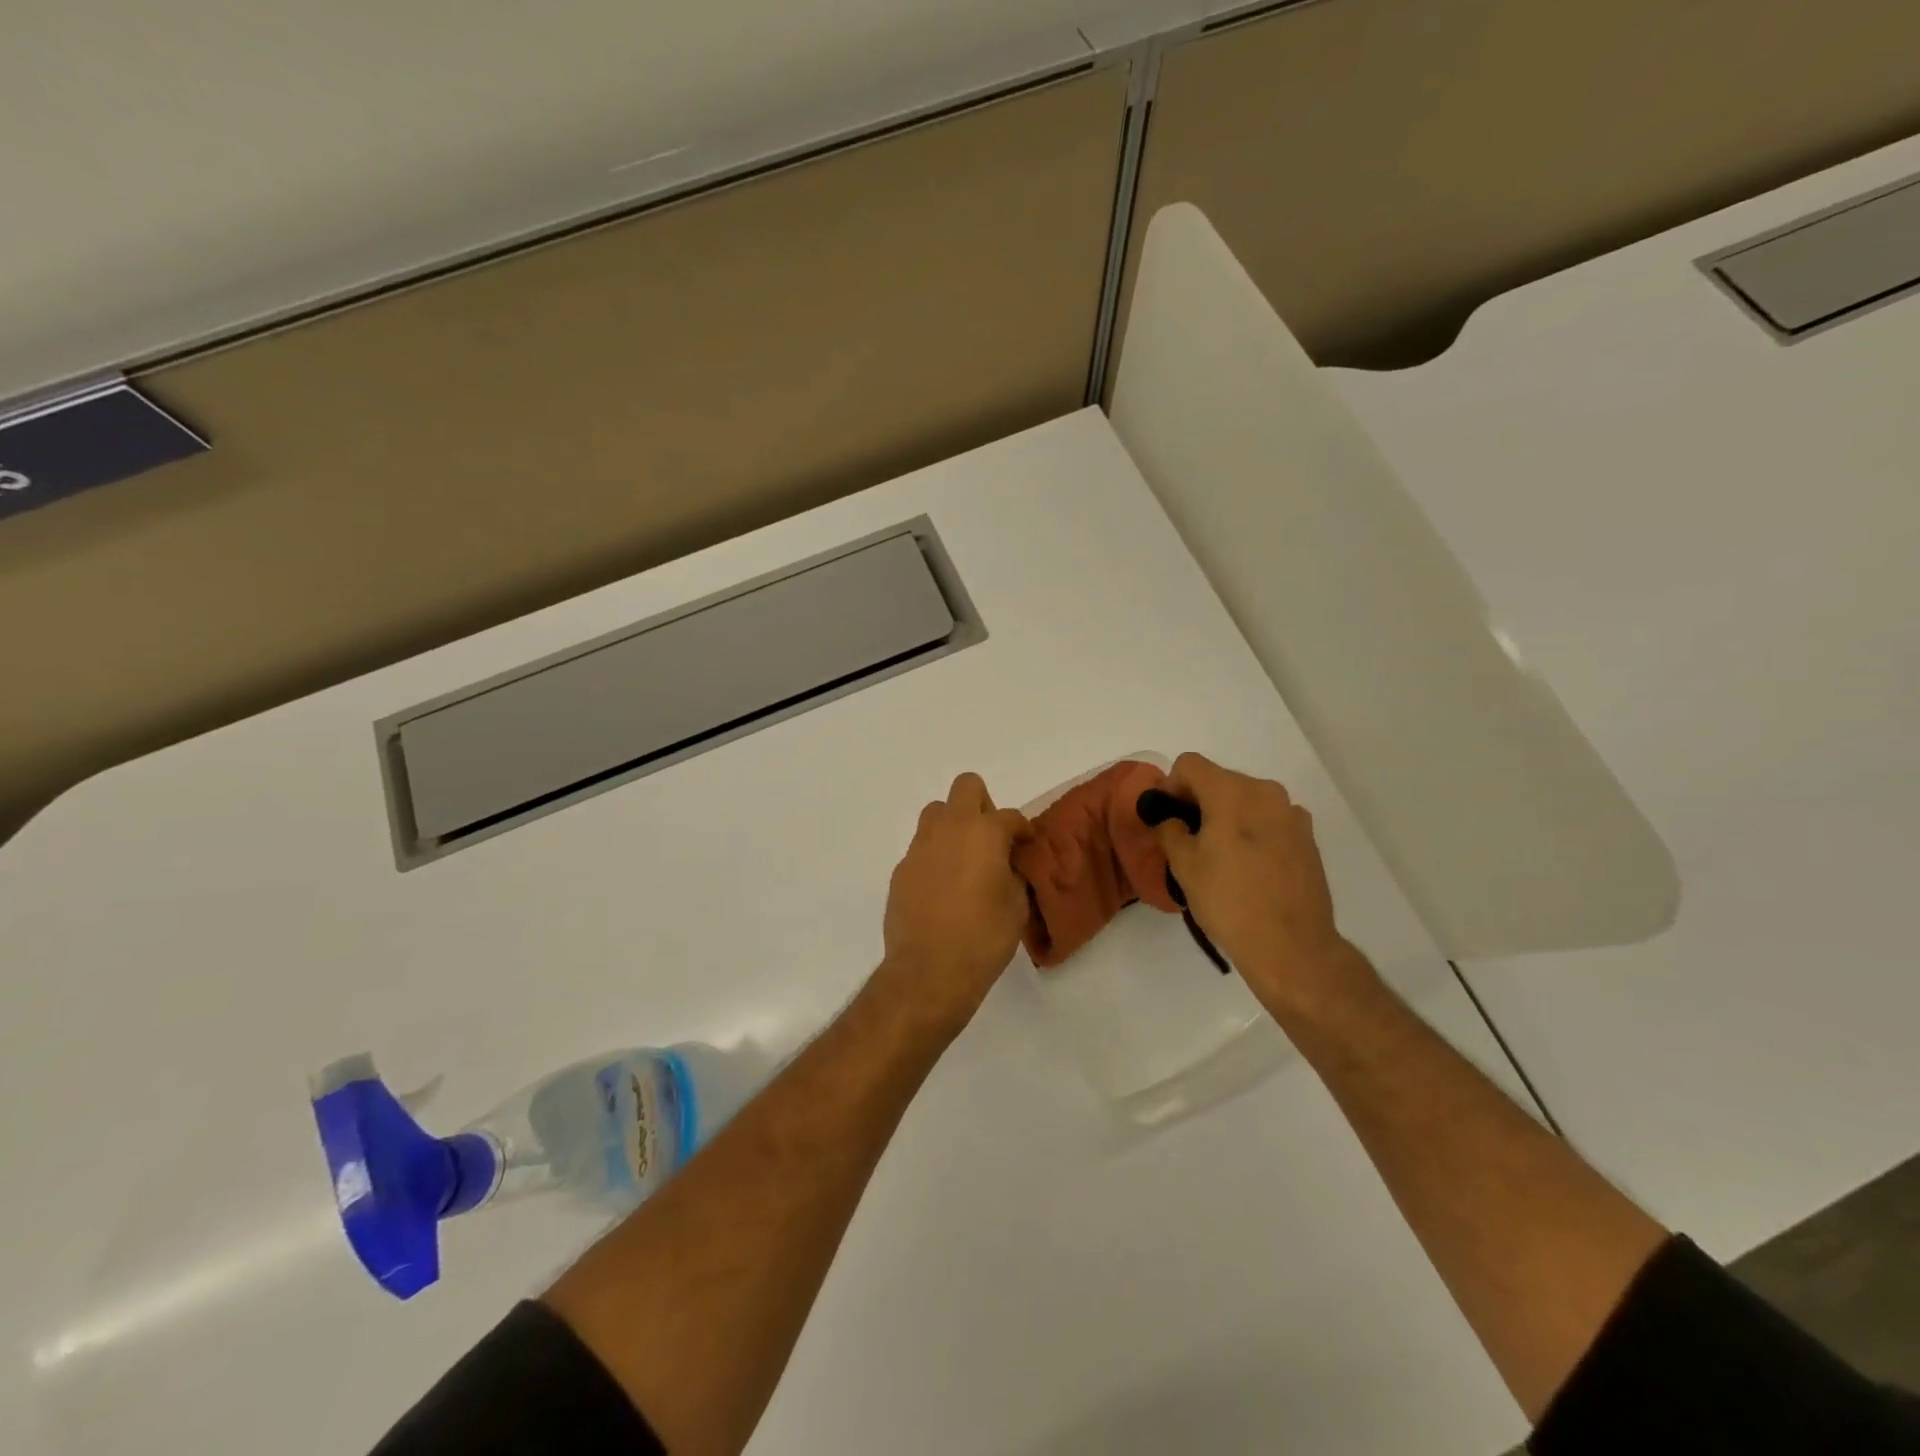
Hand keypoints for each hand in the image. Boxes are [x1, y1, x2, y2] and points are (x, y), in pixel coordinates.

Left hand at [880, 773, 1031, 1031]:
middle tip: (991, 839)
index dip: (1022, 830)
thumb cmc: (983, 937)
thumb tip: (1006, 864)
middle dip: (982, 805)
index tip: (1026, 846)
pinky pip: (922, 848)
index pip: (1010, 816)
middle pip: (966, 787)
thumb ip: (1014, 873)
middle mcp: (949, 828)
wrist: (929, 970)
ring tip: (965, 860)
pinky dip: (935, 856)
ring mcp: (919, 847)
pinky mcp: (901, 869)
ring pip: (937, 813)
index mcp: (984, 832)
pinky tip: (943, 888)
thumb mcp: (1016, 905)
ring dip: (953, 826)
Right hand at [1150, 753, 1360, 1010]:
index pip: (1190, 764)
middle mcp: (1266, 792)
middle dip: (1199, 801)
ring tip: (1221, 856)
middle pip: (1220, 779)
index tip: (1168, 817)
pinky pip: (1269, 820)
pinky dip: (1253, 830)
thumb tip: (1170, 818)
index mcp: (1232, 792)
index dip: (1171, 785)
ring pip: (1246, 800)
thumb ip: (1170, 830)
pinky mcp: (1307, 837)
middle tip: (1188, 840)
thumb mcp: (1184, 866)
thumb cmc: (1229, 902)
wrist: (1291, 946)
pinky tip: (1250, 867)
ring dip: (1227, 816)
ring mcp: (1292, 814)